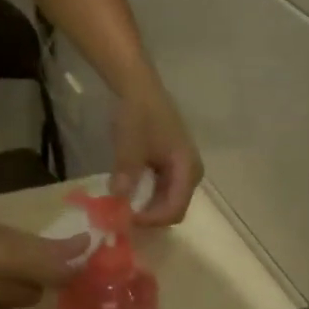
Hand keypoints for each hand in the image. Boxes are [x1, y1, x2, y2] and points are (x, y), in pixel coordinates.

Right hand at [0, 207, 88, 308]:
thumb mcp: (1, 231)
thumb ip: (45, 245)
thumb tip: (87, 245)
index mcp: (2, 257)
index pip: (56, 274)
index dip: (68, 271)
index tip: (72, 264)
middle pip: (34, 294)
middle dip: (28, 280)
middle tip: (6, 264)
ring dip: (4, 296)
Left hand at [112, 80, 202, 226]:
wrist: (139, 88)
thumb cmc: (138, 114)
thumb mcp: (129, 143)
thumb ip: (126, 171)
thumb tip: (118, 197)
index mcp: (187, 168)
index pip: (175, 209)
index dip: (151, 219)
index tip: (126, 218)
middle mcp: (190, 174)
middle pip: (173, 209)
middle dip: (149, 217)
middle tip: (122, 217)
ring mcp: (182, 171)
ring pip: (167, 202)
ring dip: (146, 208)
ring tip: (123, 208)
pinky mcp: (171, 167)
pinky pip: (161, 191)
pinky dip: (146, 197)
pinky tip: (128, 194)